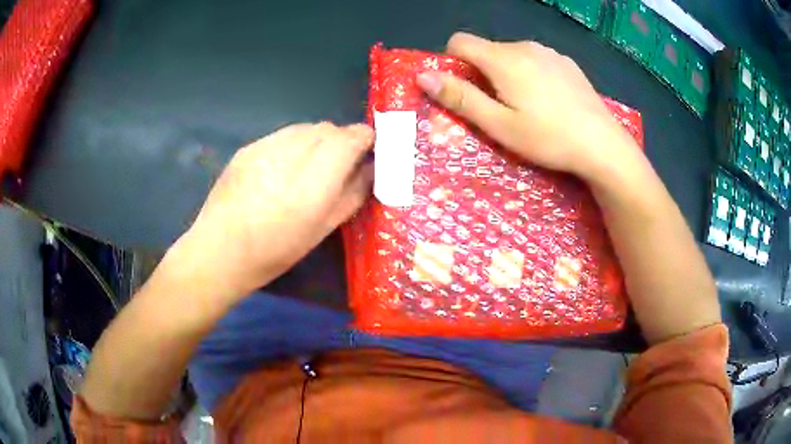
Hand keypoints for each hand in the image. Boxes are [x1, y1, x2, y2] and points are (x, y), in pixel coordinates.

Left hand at [174, 122, 372, 299]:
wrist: (220, 250)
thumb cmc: (276, 250)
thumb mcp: (323, 228)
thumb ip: (352, 193)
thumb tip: (370, 168)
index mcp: (316, 177)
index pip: (352, 136)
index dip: (365, 139)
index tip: (368, 151)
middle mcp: (292, 151)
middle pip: (328, 128)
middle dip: (341, 140)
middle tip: (339, 165)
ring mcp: (266, 145)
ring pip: (304, 129)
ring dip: (316, 141)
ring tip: (308, 168)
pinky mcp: (248, 147)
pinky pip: (281, 136)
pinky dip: (292, 145)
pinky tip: (281, 170)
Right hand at [416, 32, 641, 184]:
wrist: (603, 145)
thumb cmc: (548, 138)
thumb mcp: (499, 125)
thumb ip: (460, 97)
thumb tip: (423, 76)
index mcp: (503, 59)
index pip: (460, 42)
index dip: (452, 62)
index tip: (464, 90)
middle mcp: (525, 46)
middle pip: (487, 50)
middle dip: (483, 73)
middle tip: (498, 109)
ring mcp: (550, 52)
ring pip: (513, 55)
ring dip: (508, 74)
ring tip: (527, 107)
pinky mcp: (567, 63)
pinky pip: (537, 60)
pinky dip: (532, 74)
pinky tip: (549, 101)